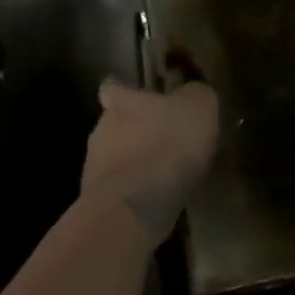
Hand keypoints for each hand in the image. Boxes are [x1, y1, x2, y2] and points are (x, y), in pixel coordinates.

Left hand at [81, 80, 218, 240]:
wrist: (135, 208)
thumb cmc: (168, 143)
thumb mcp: (200, 105)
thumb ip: (194, 93)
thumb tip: (190, 92)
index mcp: (123, 103)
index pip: (112, 87)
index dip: (123, 89)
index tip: (134, 94)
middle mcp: (101, 129)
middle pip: (114, 122)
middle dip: (134, 128)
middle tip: (162, 136)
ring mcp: (94, 168)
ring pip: (115, 156)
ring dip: (134, 160)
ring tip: (163, 170)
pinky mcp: (97, 202)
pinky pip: (120, 187)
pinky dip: (135, 189)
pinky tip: (157, 195)